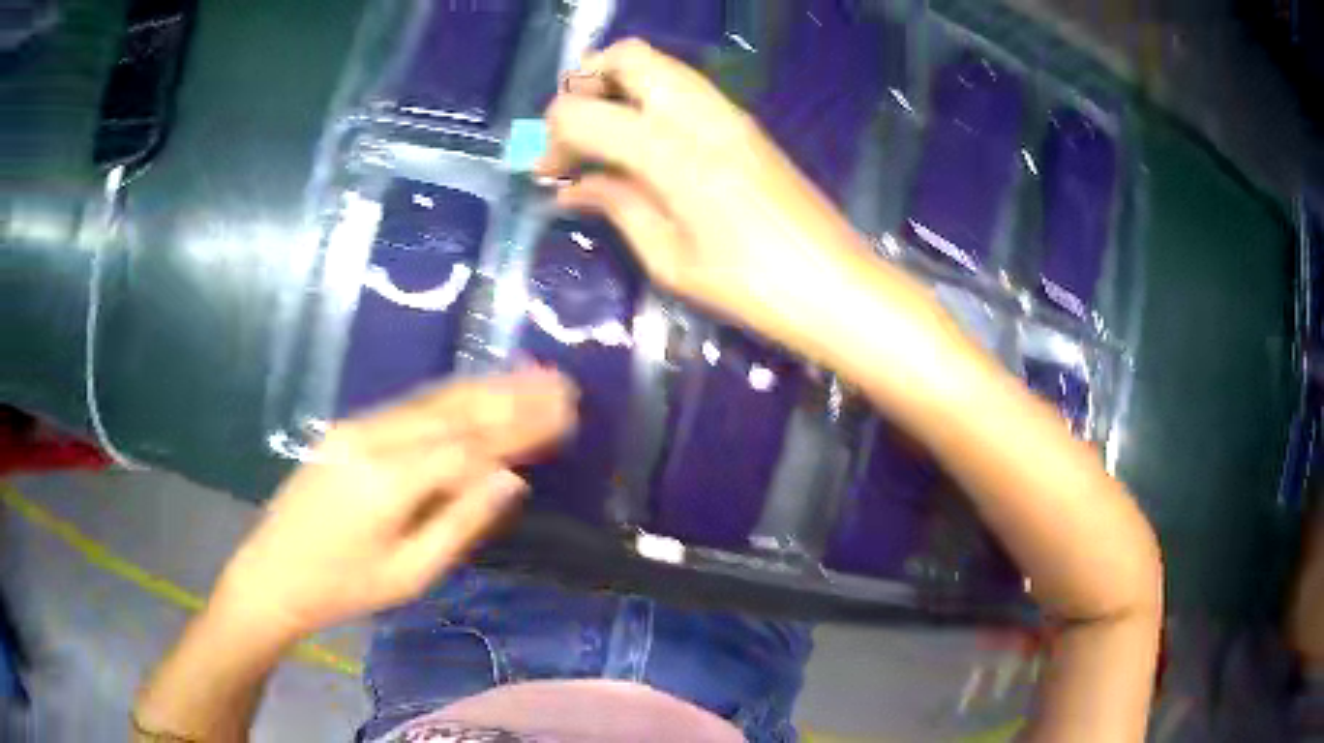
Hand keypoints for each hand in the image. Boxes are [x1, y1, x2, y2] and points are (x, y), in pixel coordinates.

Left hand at [212, 368, 576, 640]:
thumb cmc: (342, 589)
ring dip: (485, 387)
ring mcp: (358, 428)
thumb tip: (511, 482)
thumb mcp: (408, 575)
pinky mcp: (349, 430)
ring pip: (432, 400)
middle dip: (511, 396)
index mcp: (388, 481)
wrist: (271, 573)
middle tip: (560, 383)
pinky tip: (477, 390)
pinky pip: (411, 408)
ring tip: (532, 374)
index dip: (520, 429)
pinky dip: (452, 397)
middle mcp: (374, 439)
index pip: (469, 445)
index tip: (565, 413)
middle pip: (453, 410)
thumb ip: (459, 524)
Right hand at [538, 39, 873, 358]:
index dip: (554, 137)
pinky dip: (647, 98)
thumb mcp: (671, 258)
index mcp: (674, 153)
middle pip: (628, 57)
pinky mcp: (744, 124)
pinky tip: (639, 141)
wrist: (835, 286)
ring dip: (617, 84)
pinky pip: (682, 87)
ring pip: (658, 64)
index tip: (549, 173)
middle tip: (570, 131)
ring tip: (599, 134)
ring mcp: (728, 113)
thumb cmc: (751, 287)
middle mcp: (700, 115)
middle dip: (584, 82)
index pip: (587, 112)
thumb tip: (573, 188)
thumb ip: (618, 207)